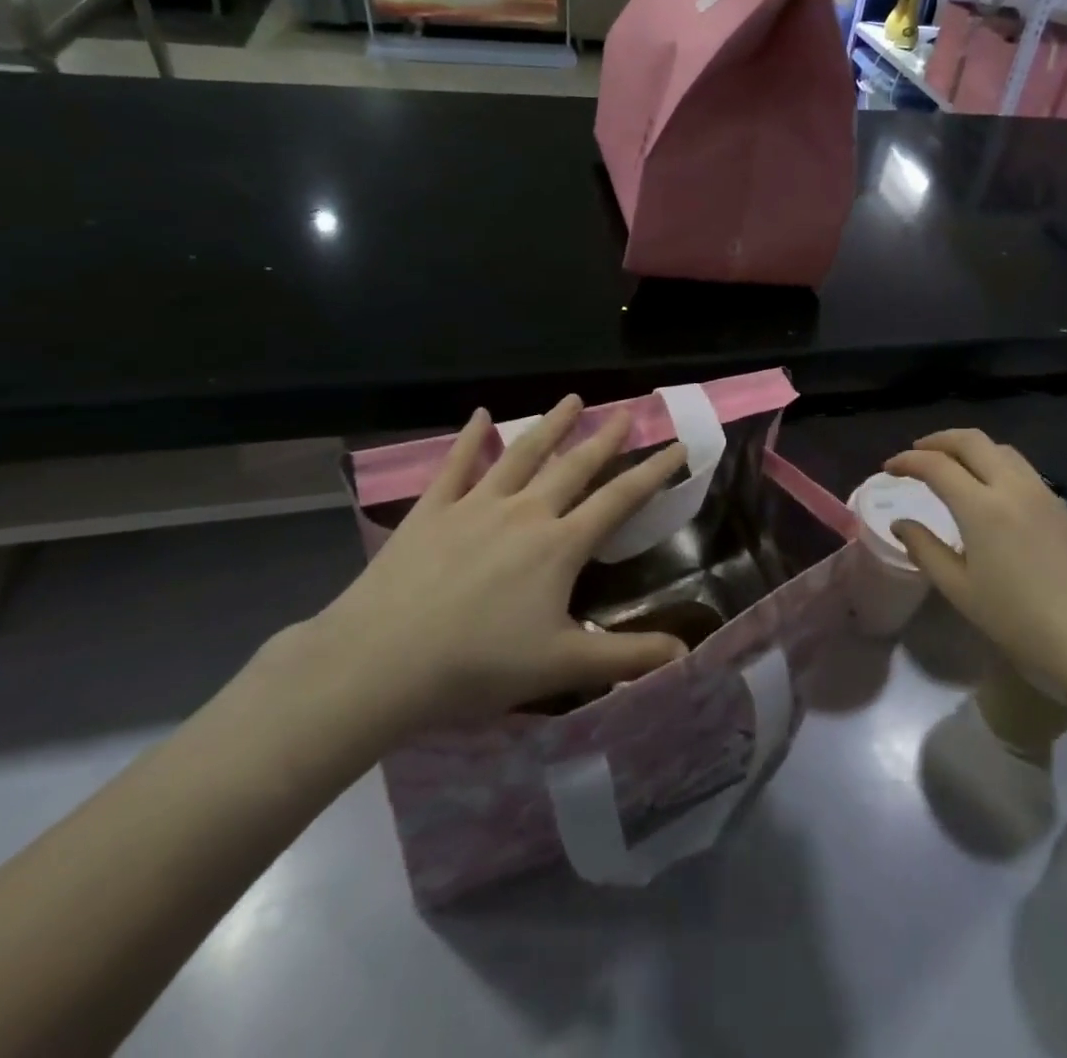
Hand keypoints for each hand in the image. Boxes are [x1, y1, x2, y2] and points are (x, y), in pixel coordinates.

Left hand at [303, 396, 689, 743]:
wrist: (379, 663)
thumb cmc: (478, 666)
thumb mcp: (563, 667)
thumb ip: (629, 657)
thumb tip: (687, 655)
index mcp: (561, 544)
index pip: (621, 498)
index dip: (655, 472)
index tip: (679, 446)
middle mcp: (525, 512)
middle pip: (575, 466)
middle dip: (605, 438)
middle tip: (626, 413)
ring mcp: (475, 505)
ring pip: (522, 454)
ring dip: (550, 425)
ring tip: (572, 399)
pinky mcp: (431, 511)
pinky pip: (456, 465)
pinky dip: (469, 437)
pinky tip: (479, 414)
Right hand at [885, 430, 1066, 685]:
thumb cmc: (1017, 619)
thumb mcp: (959, 589)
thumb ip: (925, 549)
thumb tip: (901, 524)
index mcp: (981, 506)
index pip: (937, 465)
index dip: (908, 460)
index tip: (889, 468)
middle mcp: (1012, 487)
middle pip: (971, 441)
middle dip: (939, 440)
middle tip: (917, 452)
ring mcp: (1042, 493)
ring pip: (1001, 449)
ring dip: (970, 448)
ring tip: (953, 465)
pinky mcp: (1062, 507)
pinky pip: (1022, 469)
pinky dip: (995, 464)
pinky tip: (990, 490)